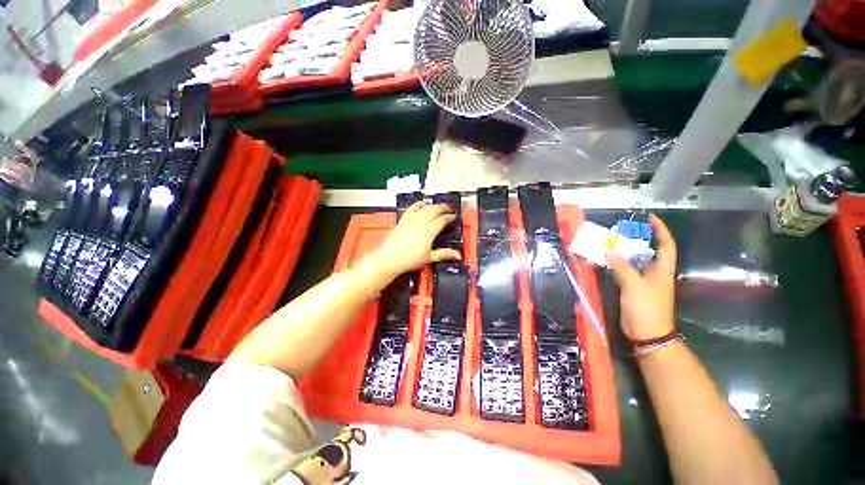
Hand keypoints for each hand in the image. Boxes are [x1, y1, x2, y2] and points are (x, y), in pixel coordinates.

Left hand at [369, 201, 461, 275]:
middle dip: (443, 207)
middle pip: (434, 210)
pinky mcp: (403, 220)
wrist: (390, 258)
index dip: (449, 217)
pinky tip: (422, 203)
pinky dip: (418, 204)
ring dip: (433, 205)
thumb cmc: (409, 259)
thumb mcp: (429, 257)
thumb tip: (457, 255)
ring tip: (438, 205)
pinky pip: (412, 208)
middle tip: (449, 208)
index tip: (453, 217)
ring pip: (424, 208)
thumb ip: (444, 254)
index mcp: (429, 231)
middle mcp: (420, 222)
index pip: (442, 220)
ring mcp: (411, 220)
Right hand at [606, 214, 676, 341]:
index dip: (660, 230)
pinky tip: (605, 261)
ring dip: (624, 252)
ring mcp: (643, 281)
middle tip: (622, 230)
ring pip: (634, 261)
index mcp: (662, 270)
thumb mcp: (634, 285)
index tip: (650, 217)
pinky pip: (624, 271)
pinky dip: (616, 264)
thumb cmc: (646, 307)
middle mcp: (654, 273)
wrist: (646, 333)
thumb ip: (622, 267)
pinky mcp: (632, 288)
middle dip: (638, 238)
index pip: (666, 245)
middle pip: (649, 251)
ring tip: (610, 242)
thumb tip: (609, 251)